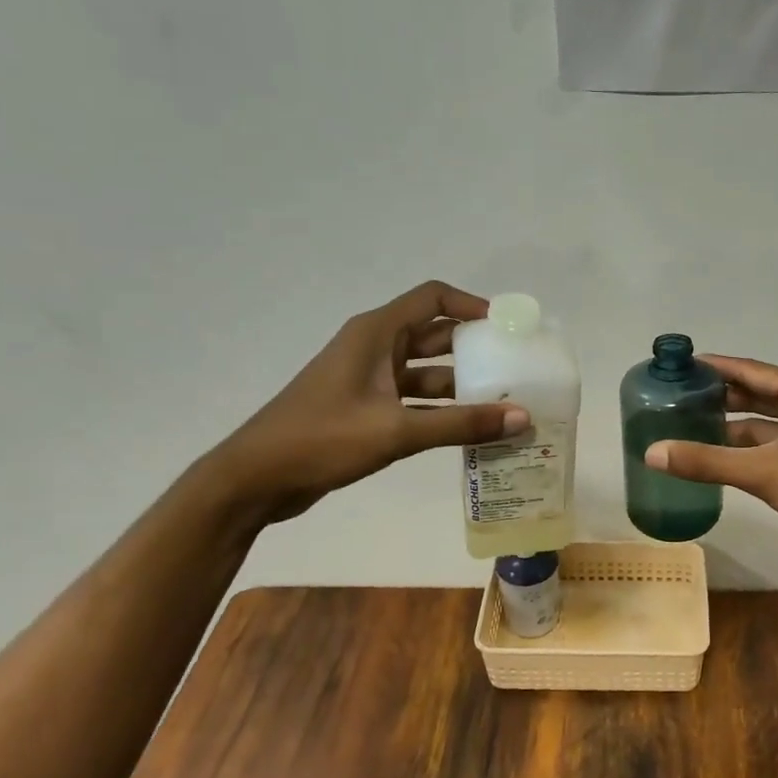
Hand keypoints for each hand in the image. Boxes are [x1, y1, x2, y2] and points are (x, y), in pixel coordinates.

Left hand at [209, 282, 529, 523]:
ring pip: (426, 372)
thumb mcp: (396, 430)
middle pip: (435, 335)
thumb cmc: (322, 439)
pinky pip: (414, 400)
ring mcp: (368, 379)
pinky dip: (441, 410)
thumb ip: (461, 424)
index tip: (507, 328)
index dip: (472, 305)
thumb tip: (522, 418)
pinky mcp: (365, 408)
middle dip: (475, 349)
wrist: (255, 479)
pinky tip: (471, 429)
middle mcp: (374, 348)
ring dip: (461, 385)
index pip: (433, 298)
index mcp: (376, 333)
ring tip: (504, 403)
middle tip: (516, 368)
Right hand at [643, 356, 777, 584]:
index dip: (716, 367)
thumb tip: (651, 452)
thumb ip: (706, 461)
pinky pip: (773, 448)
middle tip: (678, 397)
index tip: (681, 365)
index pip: (753, 370)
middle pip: (759, 394)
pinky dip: (747, 451)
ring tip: (688, 426)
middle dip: (721, 397)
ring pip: (766, 425)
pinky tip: (717, 459)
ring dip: (732, 427)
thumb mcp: (763, 472)